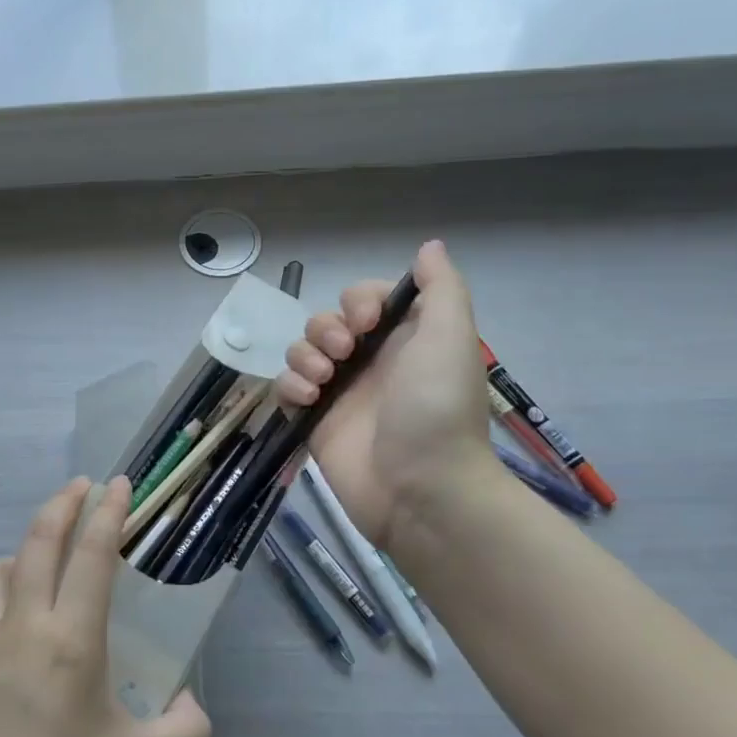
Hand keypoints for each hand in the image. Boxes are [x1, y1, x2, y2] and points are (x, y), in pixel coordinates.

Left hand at [0, 478, 212, 736]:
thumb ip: (186, 730)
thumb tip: (193, 704)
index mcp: (73, 639)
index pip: (93, 554)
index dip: (108, 512)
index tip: (118, 484)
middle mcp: (23, 625)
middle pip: (38, 540)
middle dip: (62, 504)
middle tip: (80, 488)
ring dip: (20, 552)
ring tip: (37, 561)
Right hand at [274, 240, 500, 550]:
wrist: (421, 489)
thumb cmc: (437, 407)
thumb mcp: (450, 336)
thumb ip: (440, 287)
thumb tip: (428, 246)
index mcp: (403, 339)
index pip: (364, 300)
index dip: (358, 303)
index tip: (367, 322)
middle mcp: (370, 362)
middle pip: (327, 322)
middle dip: (326, 329)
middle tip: (344, 354)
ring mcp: (340, 393)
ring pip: (301, 351)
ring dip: (304, 356)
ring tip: (323, 381)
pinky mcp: (314, 422)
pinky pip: (286, 389)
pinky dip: (289, 387)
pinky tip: (309, 400)